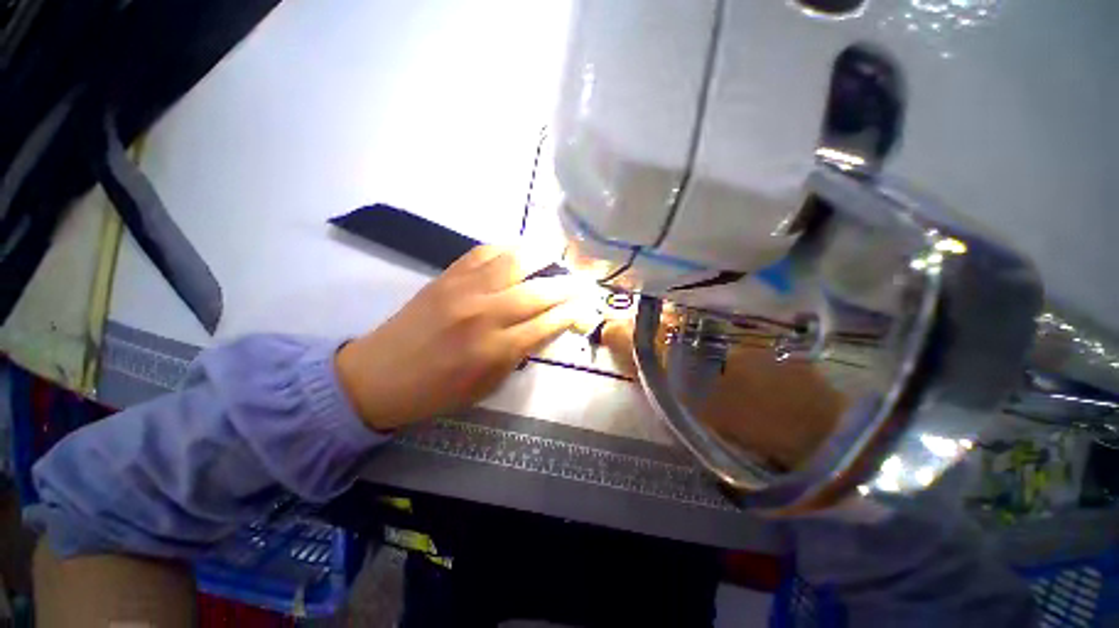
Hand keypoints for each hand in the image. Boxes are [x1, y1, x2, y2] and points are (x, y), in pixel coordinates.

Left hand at [336, 245, 581, 430]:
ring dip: (542, 256)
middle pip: (538, 292)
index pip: (547, 323)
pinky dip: (507, 247)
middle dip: (567, 285)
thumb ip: (519, 354)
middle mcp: (485, 314)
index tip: (586, 306)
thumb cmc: (438, 390)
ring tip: (557, 254)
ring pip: (514, 262)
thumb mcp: (487, 385)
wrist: (380, 375)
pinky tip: (519, 250)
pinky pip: (483, 252)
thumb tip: (546, 328)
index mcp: (495, 349)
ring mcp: (464, 289)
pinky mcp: (447, 276)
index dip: (571, 313)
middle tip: (583, 280)